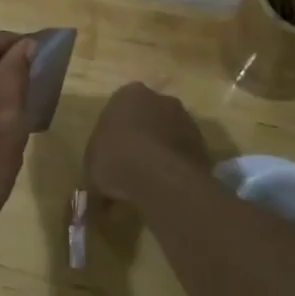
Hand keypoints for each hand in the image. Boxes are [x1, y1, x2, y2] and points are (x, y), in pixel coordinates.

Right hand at [84, 82, 211, 205]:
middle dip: (142, 137)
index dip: (115, 133)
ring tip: (150, 183)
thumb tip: (94, 201)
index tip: (111, 155)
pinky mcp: (203, 144)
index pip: (120, 108)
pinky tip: (166, 188)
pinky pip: (184, 154)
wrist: (158, 176)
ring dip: (161, 152)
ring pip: (169, 135)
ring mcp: (186, 120)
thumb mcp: (91, 169)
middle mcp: (160, 99)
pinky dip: (176, 167)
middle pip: (149, 117)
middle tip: (131, 166)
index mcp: (128, 94)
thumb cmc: (115, 159)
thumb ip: (96, 174)